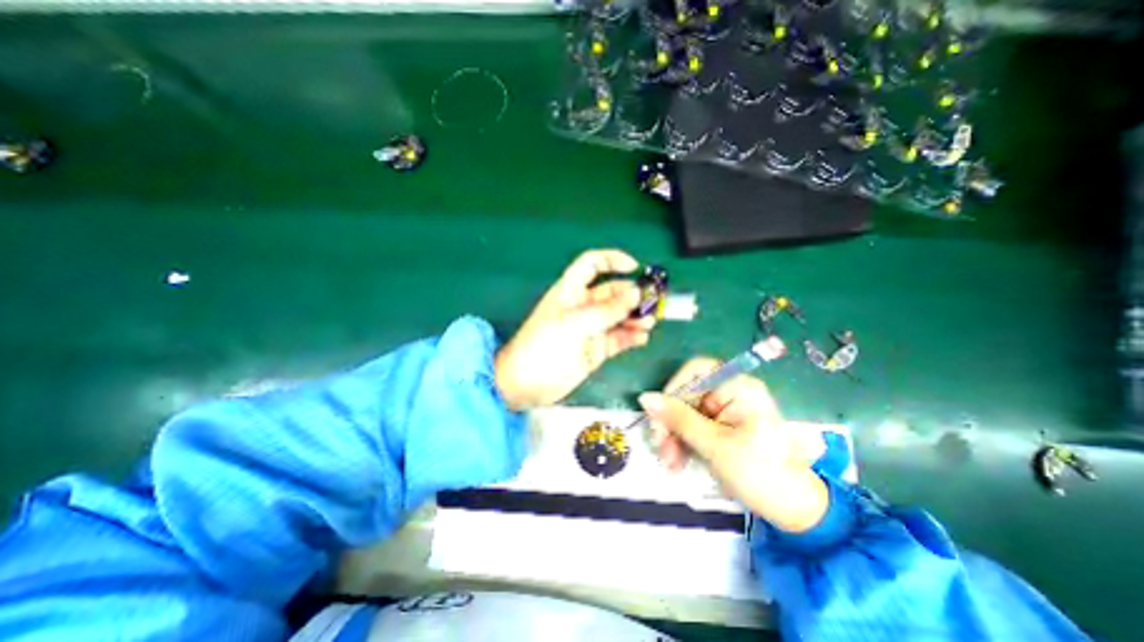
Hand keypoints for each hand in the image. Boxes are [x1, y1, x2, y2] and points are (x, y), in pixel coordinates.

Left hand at [497, 251, 655, 410]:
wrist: (526, 385)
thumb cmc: (543, 347)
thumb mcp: (574, 324)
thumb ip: (606, 310)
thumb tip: (636, 295)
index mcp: (571, 291)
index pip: (592, 265)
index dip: (612, 261)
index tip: (635, 267)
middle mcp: (583, 306)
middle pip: (613, 292)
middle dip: (633, 295)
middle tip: (652, 303)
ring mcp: (592, 329)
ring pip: (620, 316)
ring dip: (636, 317)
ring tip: (648, 322)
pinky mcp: (597, 349)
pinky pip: (619, 338)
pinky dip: (632, 337)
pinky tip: (641, 338)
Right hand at [640, 359, 827, 534]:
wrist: (795, 510)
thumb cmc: (760, 474)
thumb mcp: (714, 445)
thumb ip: (679, 418)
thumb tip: (645, 398)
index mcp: (738, 387)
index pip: (695, 371)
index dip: (673, 389)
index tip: (659, 416)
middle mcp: (731, 391)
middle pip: (687, 393)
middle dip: (670, 421)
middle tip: (660, 448)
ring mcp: (726, 408)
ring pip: (685, 411)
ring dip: (672, 435)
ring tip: (669, 463)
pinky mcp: (721, 424)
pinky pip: (692, 425)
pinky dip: (682, 441)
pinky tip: (677, 461)